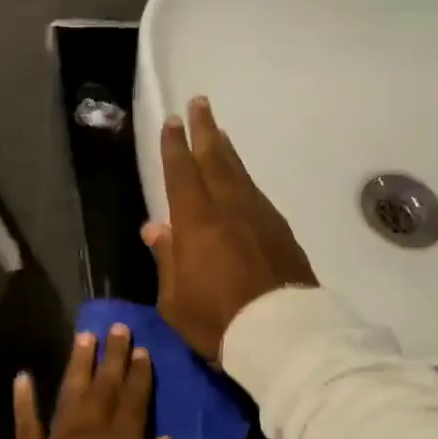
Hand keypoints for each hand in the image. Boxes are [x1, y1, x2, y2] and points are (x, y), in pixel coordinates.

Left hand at [12, 324, 176, 438]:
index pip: (133, 402)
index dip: (138, 374)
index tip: (141, 348)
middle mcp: (88, 436)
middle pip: (103, 389)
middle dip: (113, 357)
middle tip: (117, 327)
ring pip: (69, 395)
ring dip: (78, 365)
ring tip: (84, 337)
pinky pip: (26, 423)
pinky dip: (24, 399)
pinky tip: (23, 377)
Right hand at [142, 96, 317, 362]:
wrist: (282, 335)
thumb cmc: (217, 320)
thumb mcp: (175, 299)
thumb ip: (166, 258)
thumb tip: (155, 227)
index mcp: (196, 222)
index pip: (181, 173)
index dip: (174, 146)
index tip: (171, 122)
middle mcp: (229, 208)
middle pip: (215, 159)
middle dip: (204, 130)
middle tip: (200, 103)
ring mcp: (259, 216)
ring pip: (239, 172)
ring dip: (227, 149)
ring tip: (219, 132)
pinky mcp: (281, 230)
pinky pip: (257, 193)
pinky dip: (245, 178)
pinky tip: (242, 179)